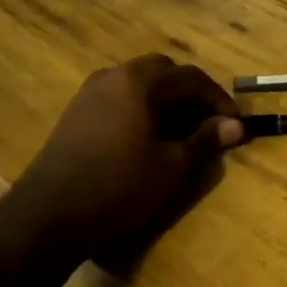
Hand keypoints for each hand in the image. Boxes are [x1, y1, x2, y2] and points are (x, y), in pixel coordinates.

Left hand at [10, 55, 243, 260]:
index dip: (217, 98)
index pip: (190, 77)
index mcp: (139, 82)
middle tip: (206, 122)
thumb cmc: (120, 187)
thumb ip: (205, 140)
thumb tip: (236, 125)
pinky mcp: (75, 111)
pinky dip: (140, 107)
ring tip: (179, 131)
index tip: (233, 123)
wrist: (50, 215)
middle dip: (189, 93)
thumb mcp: (172, 166)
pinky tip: (146, 137)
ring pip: (138, 83)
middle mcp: (113, 76)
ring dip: (164, 99)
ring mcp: (89, 92)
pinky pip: (119, 97)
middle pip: (162, 71)